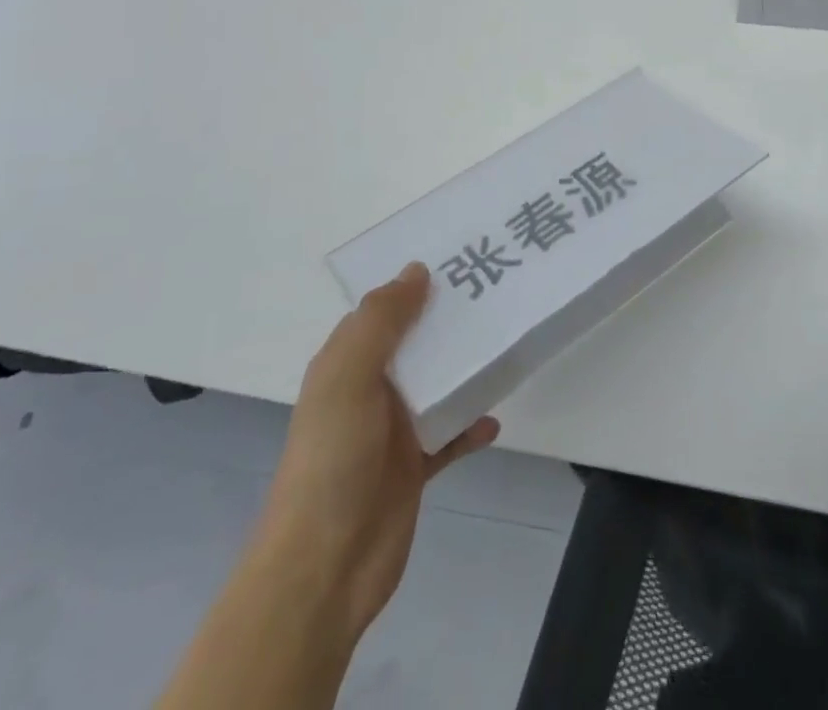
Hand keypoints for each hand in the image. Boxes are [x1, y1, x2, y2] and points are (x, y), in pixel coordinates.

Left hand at [259, 263, 498, 644]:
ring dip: (464, 369)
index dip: (413, 285)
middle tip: (496, 292)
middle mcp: (368, 390)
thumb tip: (416, 270)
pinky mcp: (414, 466)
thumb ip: (380, 321)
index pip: (381, 310)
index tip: (457, 259)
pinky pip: (450, 435)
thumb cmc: (332, 459)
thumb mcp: (348, 377)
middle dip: (448, 321)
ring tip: (504, 344)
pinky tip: (494, 419)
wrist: (324, 568)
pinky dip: (471, 425)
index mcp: (346, 363)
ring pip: (436, 384)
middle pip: (415, 343)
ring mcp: (392, 430)